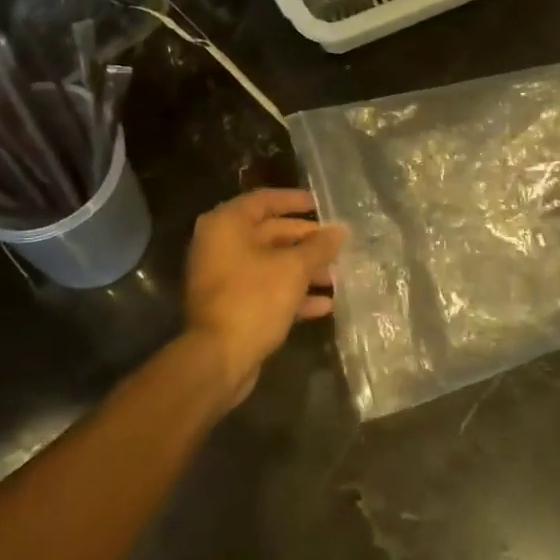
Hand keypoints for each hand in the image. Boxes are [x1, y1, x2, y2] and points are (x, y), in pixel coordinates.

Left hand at [184, 190, 346, 405]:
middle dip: (306, 242)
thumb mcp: (293, 269)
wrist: (218, 358)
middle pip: (269, 233)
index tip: (321, 205)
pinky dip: (291, 294)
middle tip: (337, 247)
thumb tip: (341, 230)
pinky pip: (265, 290)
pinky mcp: (231, 305)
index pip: (264, 200)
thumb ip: (318, 247)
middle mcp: (220, 245)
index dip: (294, 201)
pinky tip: (324, 305)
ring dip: (304, 270)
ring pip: (270, 264)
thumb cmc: (253, 299)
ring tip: (337, 278)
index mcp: (227, 224)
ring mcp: (224, 277)